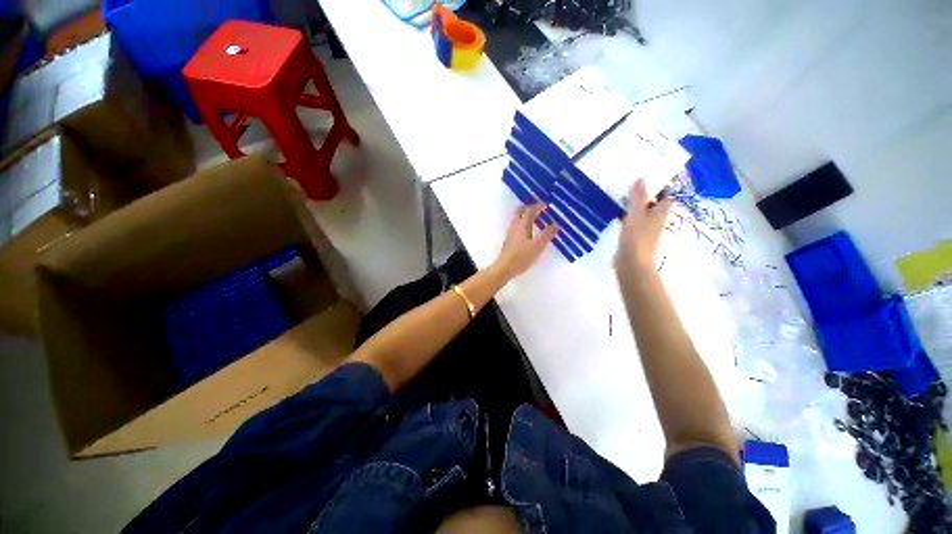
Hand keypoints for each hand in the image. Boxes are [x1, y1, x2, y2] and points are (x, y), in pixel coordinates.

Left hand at [494, 203, 557, 279]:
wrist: (504, 267)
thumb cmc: (521, 257)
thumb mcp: (538, 247)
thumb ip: (547, 235)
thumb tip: (555, 224)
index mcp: (522, 225)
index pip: (529, 210)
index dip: (538, 206)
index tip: (546, 205)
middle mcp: (515, 225)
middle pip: (520, 211)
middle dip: (529, 207)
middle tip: (538, 208)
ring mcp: (510, 232)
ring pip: (517, 218)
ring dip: (525, 215)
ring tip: (535, 218)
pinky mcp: (509, 239)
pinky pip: (516, 225)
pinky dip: (523, 222)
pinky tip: (528, 230)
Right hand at [616, 180, 670, 269]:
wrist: (631, 262)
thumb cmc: (637, 237)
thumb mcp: (637, 214)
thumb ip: (638, 197)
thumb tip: (641, 178)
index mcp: (660, 212)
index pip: (665, 194)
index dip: (659, 184)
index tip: (648, 174)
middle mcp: (654, 219)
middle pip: (652, 202)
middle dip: (643, 192)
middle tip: (630, 180)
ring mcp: (644, 228)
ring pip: (640, 211)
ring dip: (633, 203)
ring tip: (620, 192)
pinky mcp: (633, 235)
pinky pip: (630, 220)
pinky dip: (625, 214)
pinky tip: (614, 210)